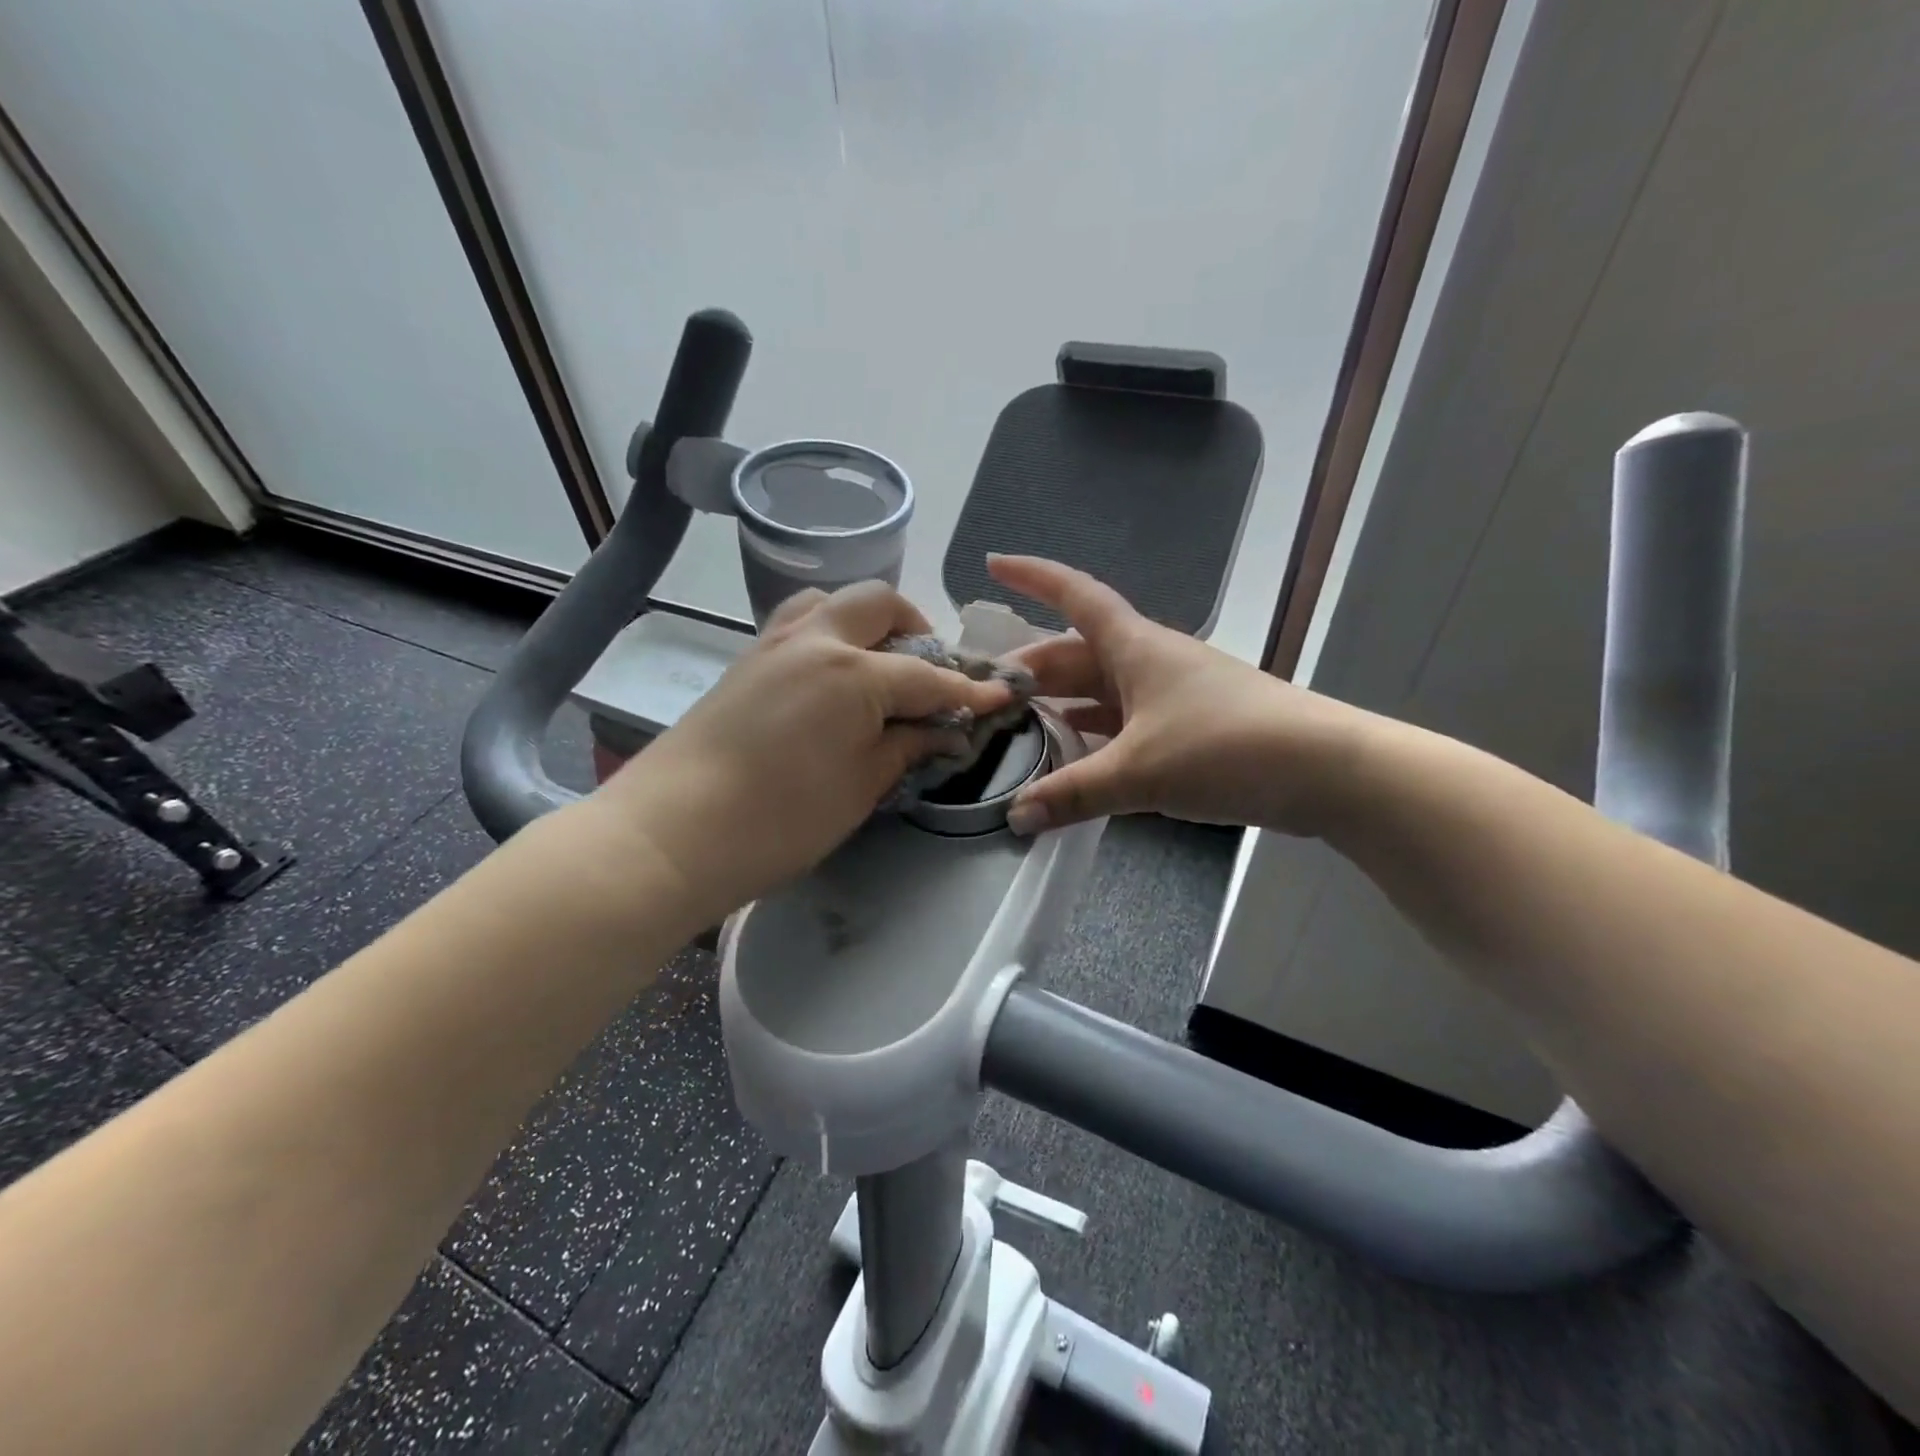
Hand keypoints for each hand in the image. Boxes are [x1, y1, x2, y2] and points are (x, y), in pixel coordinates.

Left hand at [591, 582, 1013, 924]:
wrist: (671, 832)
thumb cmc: (779, 820)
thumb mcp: (859, 788)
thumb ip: (905, 748)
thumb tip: (943, 729)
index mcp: (854, 672)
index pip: (928, 674)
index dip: (968, 689)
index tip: (1000, 697)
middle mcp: (816, 640)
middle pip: (878, 603)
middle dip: (916, 627)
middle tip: (929, 672)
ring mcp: (773, 644)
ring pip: (831, 601)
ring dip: (866, 620)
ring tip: (879, 663)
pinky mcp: (745, 660)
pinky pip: (799, 623)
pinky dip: (829, 632)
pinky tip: (832, 678)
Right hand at [989, 556, 1368, 836]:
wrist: (1325, 769)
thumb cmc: (1226, 747)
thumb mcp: (1139, 773)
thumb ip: (1073, 794)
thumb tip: (1016, 818)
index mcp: (1134, 647)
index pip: (1074, 596)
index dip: (1031, 577)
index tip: (992, 565)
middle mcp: (1149, 660)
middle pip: (1076, 653)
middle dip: (1031, 668)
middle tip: (986, 693)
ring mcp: (1170, 694)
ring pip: (1100, 690)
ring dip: (1061, 705)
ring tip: (1017, 727)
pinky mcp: (1187, 728)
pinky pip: (1124, 723)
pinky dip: (1094, 737)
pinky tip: (1073, 759)